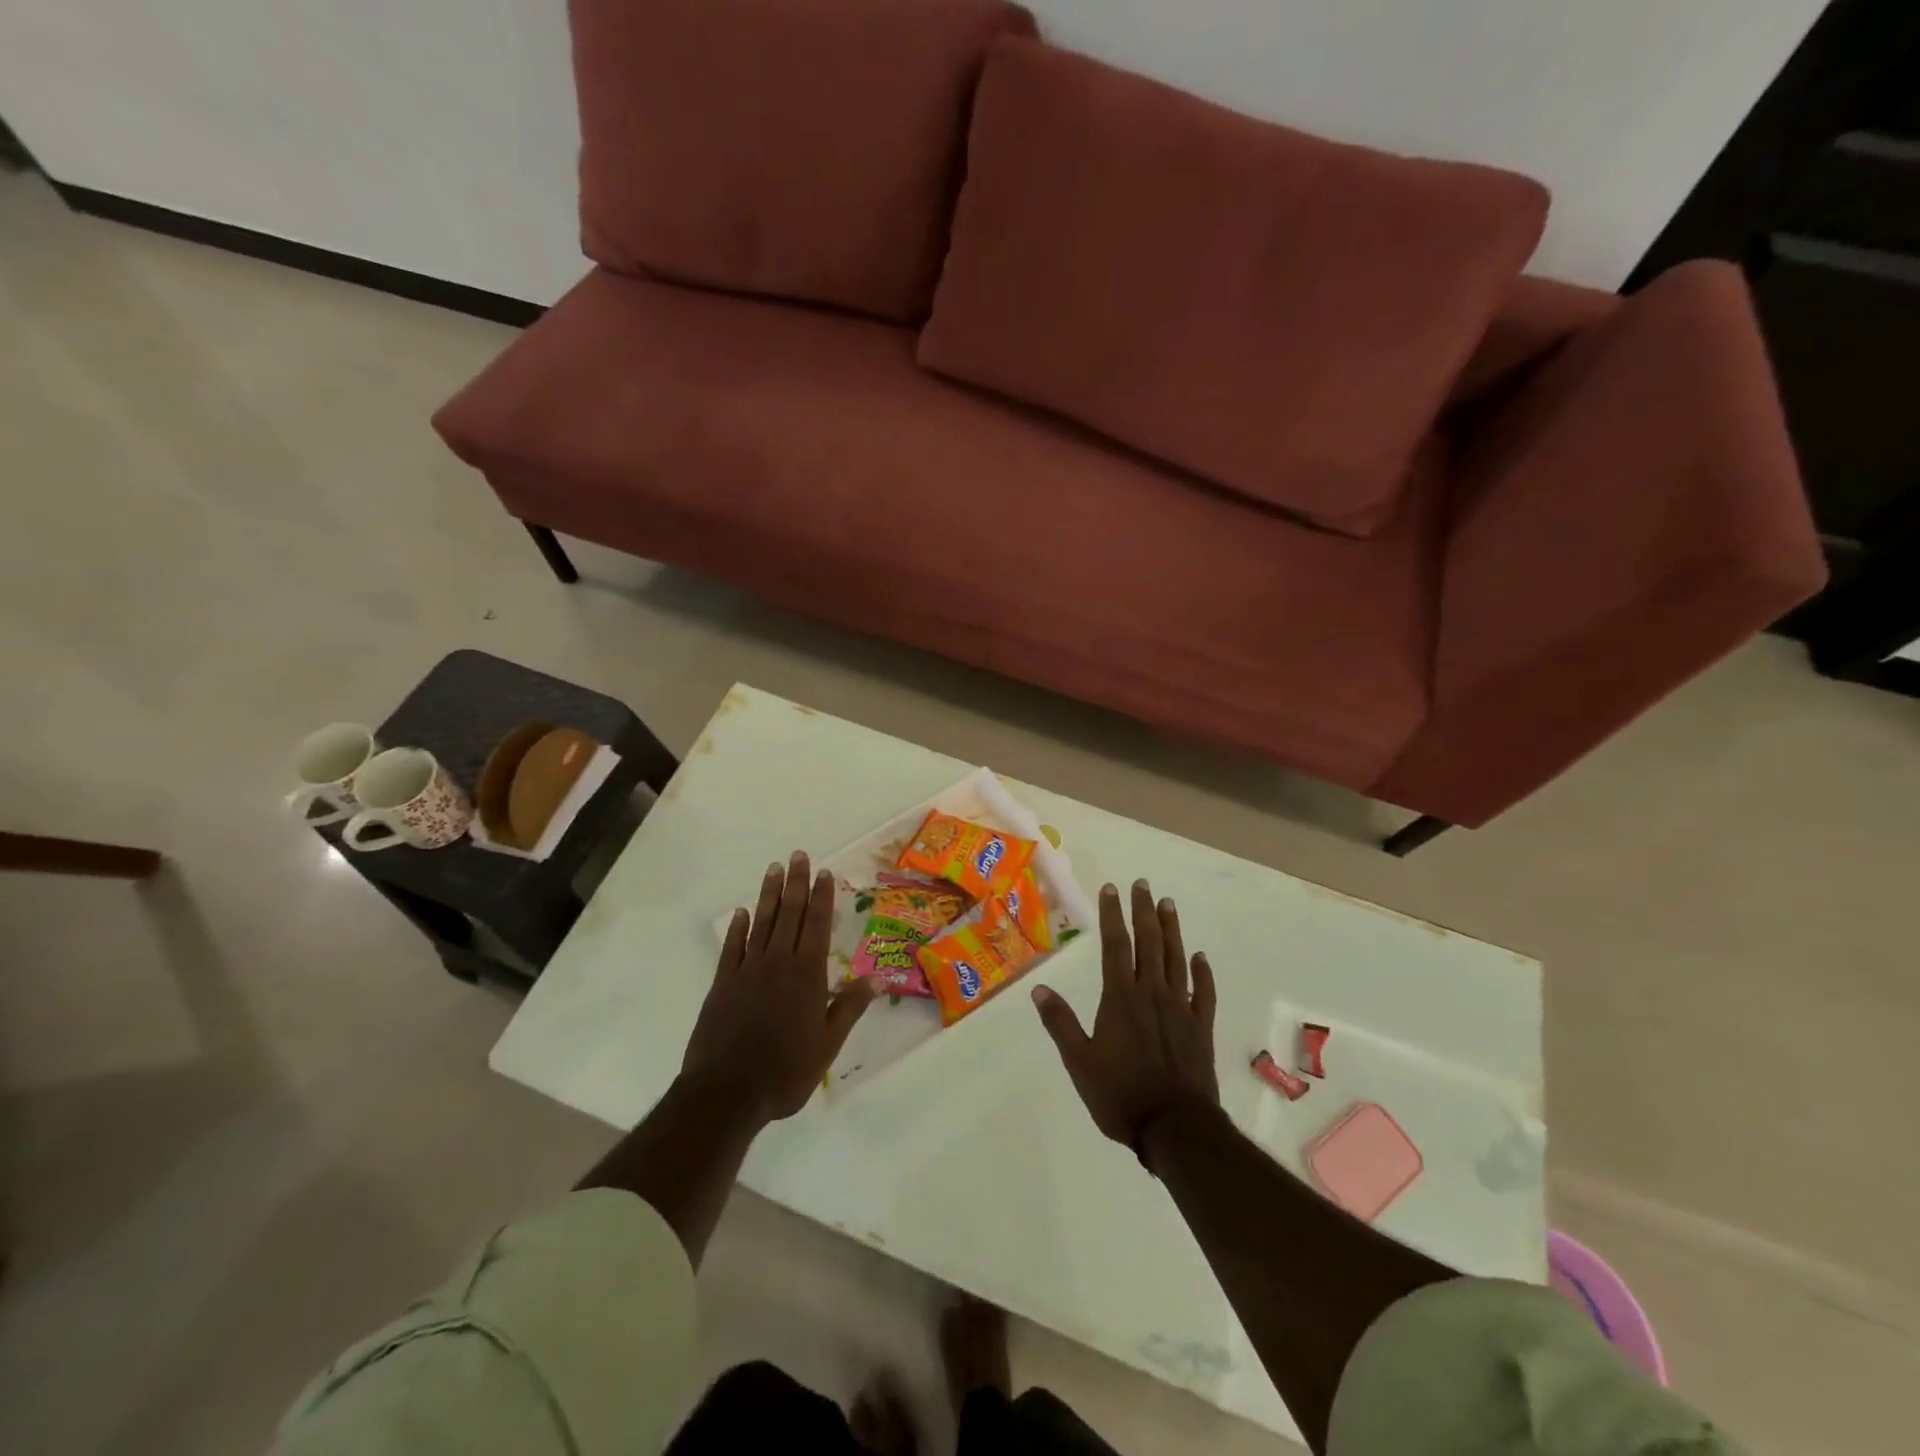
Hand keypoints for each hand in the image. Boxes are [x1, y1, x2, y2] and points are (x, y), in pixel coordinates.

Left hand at [681, 852, 876, 1122]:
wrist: (726, 1092)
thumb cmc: (785, 1070)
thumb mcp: (827, 1044)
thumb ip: (848, 1008)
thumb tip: (875, 979)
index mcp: (807, 975)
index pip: (817, 925)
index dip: (821, 897)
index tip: (824, 872)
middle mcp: (778, 963)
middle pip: (789, 914)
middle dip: (795, 883)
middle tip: (798, 855)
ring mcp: (747, 971)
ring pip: (761, 923)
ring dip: (769, 894)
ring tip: (774, 868)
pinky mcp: (723, 984)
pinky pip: (733, 947)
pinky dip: (738, 927)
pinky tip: (742, 912)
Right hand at [1032, 880, 1217, 1155]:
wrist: (1174, 1127)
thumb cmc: (1120, 1095)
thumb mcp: (1079, 1062)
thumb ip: (1060, 1023)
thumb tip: (1039, 989)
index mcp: (1120, 998)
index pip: (1115, 946)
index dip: (1112, 915)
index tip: (1111, 888)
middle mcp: (1151, 993)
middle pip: (1148, 943)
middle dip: (1144, 911)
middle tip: (1143, 884)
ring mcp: (1181, 1008)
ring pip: (1177, 959)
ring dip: (1172, 930)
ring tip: (1168, 904)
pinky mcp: (1201, 1028)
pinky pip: (1204, 993)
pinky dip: (1203, 972)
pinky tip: (1200, 957)